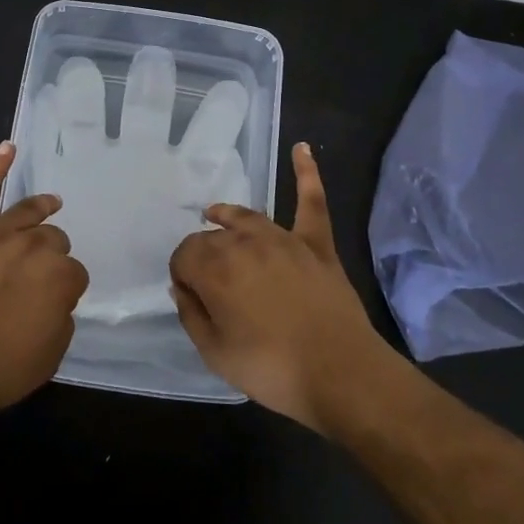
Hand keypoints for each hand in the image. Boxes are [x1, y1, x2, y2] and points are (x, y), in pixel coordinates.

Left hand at [0, 141, 88, 420]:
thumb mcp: (50, 356)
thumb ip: (61, 318)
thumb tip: (55, 300)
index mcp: (60, 277)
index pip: (75, 274)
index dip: (65, 290)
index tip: (54, 304)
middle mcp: (34, 247)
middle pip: (53, 239)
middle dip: (52, 256)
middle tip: (38, 278)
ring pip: (28, 214)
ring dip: (42, 209)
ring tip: (51, 204)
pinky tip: (8, 149)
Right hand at [169, 143, 393, 432]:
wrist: (341, 374)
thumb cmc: (272, 369)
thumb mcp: (215, 354)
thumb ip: (191, 316)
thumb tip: (182, 288)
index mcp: (215, 268)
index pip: (184, 256)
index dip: (183, 276)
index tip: (190, 297)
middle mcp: (244, 242)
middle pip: (212, 238)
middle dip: (204, 255)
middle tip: (211, 286)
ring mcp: (283, 239)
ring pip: (246, 218)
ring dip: (227, 217)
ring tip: (215, 215)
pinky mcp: (316, 244)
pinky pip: (311, 202)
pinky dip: (307, 173)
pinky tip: (302, 148)